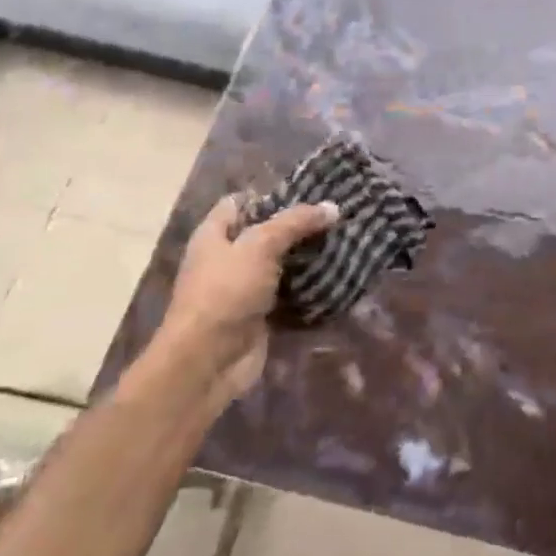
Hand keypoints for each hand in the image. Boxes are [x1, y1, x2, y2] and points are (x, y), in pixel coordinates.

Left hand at [155, 193, 338, 398]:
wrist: (208, 361)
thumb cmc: (226, 292)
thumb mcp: (260, 246)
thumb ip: (295, 223)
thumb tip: (333, 207)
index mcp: (215, 235)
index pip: (241, 203)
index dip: (271, 196)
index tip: (310, 194)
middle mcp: (227, 259)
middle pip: (266, 234)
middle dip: (299, 228)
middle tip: (337, 218)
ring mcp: (244, 290)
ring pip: (282, 266)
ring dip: (309, 259)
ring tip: (346, 243)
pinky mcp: (261, 316)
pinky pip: (290, 296)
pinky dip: (310, 290)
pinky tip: (339, 278)